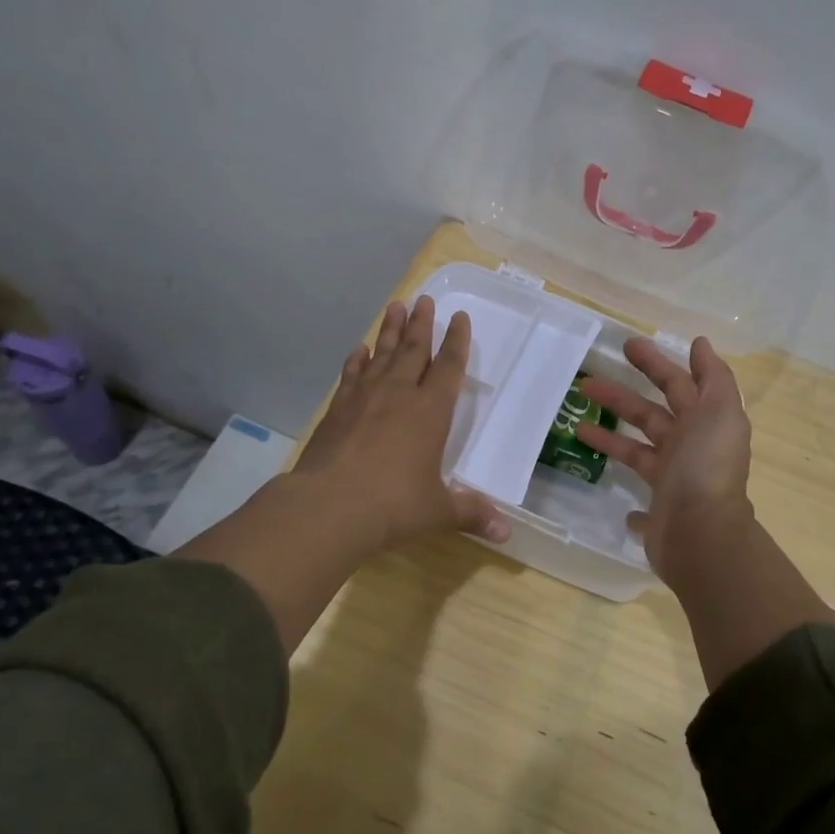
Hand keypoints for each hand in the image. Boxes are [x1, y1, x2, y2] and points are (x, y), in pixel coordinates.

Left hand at [291, 295, 509, 557]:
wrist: (329, 506)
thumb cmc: (393, 505)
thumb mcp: (438, 510)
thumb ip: (471, 514)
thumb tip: (505, 534)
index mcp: (431, 412)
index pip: (448, 367)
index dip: (456, 341)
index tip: (460, 317)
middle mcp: (399, 395)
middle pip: (413, 350)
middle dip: (422, 324)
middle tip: (425, 299)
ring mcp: (365, 398)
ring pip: (382, 354)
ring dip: (390, 330)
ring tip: (395, 306)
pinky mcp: (337, 410)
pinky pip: (351, 375)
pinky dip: (357, 360)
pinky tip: (359, 350)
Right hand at [576, 336, 754, 580]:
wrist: (700, 534)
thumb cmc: (705, 466)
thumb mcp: (719, 412)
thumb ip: (713, 377)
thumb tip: (700, 344)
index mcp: (705, 423)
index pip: (678, 384)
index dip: (656, 363)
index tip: (628, 345)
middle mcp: (690, 448)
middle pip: (651, 414)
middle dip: (621, 395)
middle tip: (587, 379)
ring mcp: (672, 479)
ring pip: (636, 448)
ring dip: (608, 434)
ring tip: (576, 422)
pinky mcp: (656, 507)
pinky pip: (636, 490)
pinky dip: (623, 482)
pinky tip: (599, 472)